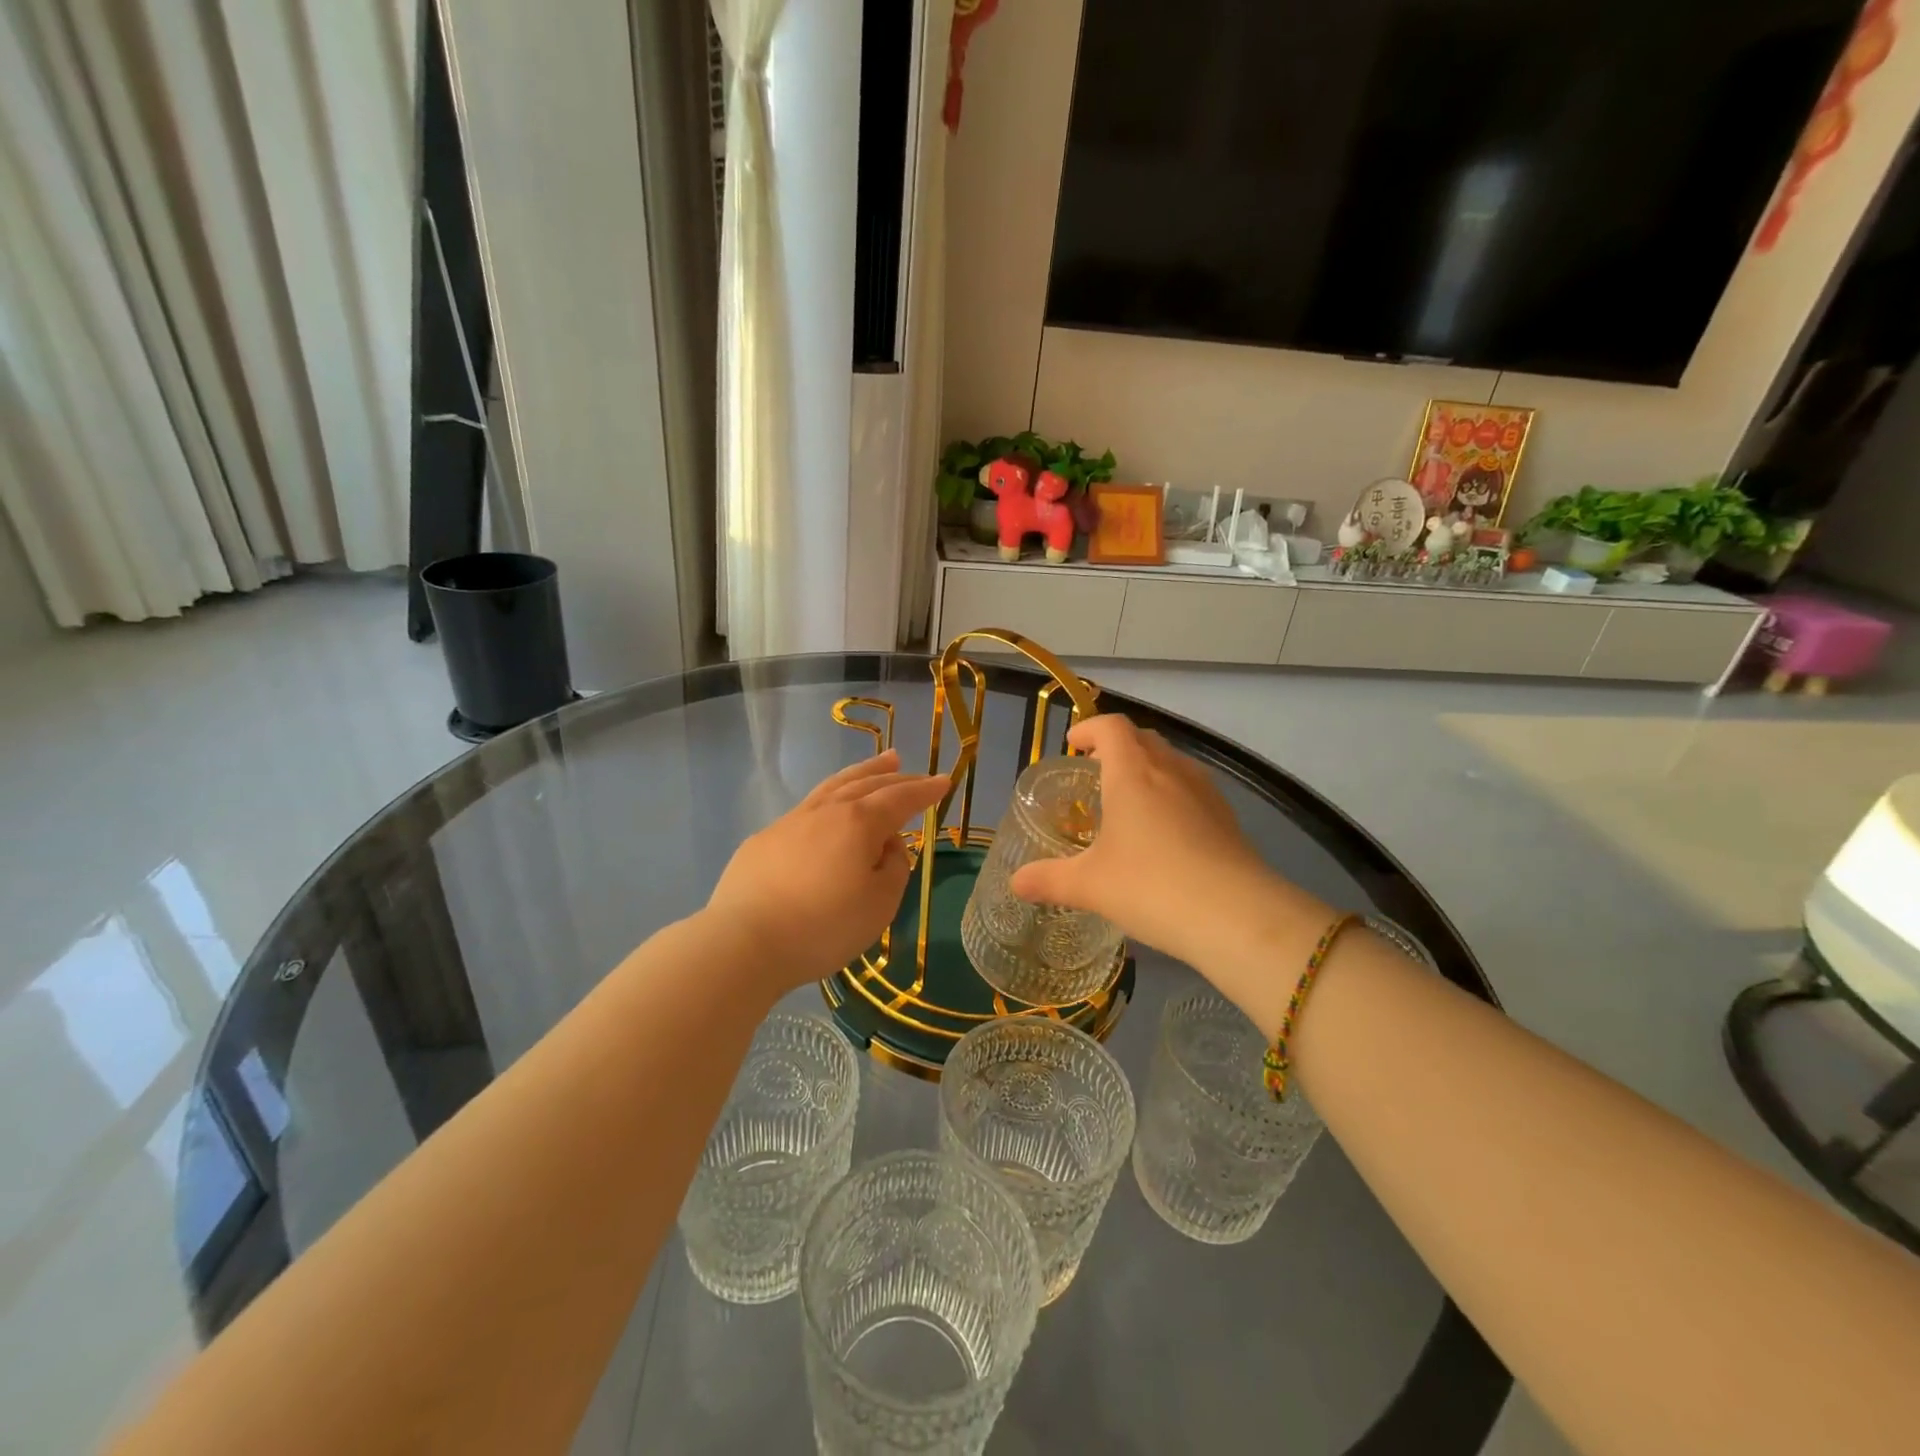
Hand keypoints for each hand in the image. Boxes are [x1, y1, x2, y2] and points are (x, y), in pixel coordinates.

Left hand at [706, 750, 946, 990]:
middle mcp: (826, 812)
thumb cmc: (822, 927)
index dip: (925, 790)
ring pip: (833, 787)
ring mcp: (791, 822)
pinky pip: (808, 808)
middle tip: (910, 767)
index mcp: (859, 823)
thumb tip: (887, 848)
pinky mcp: (764, 839)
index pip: (900, 798)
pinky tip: (829, 811)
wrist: (743, 942)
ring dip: (861, 773)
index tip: (944, 781)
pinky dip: (830, 799)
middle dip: (894, 776)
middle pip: (866, 784)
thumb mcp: (879, 905)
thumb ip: (894, 869)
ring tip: (878, 764)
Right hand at [1008, 716, 1331, 998]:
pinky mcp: (1228, 818)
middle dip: (1117, 747)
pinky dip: (1172, 795)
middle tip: (1095, 773)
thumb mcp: (1090, 886)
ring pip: (1172, 762)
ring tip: (1129, 802)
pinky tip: (1165, 834)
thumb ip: (1048, 880)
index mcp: (1133, 773)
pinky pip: (1193, 789)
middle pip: (1143, 739)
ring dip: (1148, 769)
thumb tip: (1015, 883)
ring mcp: (1205, 792)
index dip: (1089, 729)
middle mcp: (1171, 771)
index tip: (1073, 746)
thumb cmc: (1151, 886)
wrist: (1237, 916)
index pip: (1111, 727)